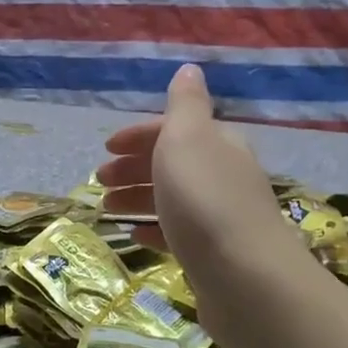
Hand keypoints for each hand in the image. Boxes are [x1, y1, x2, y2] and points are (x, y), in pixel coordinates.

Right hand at [97, 65, 308, 331]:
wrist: (246, 279)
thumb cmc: (205, 201)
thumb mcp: (187, 138)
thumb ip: (185, 104)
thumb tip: (190, 68)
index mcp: (217, 143)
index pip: (173, 130)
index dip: (138, 136)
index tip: (106, 149)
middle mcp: (223, 175)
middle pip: (172, 163)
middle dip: (133, 168)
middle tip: (100, 182)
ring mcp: (221, 217)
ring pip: (172, 198)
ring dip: (137, 198)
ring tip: (106, 210)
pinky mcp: (215, 255)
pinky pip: (178, 234)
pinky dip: (154, 229)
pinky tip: (136, 236)